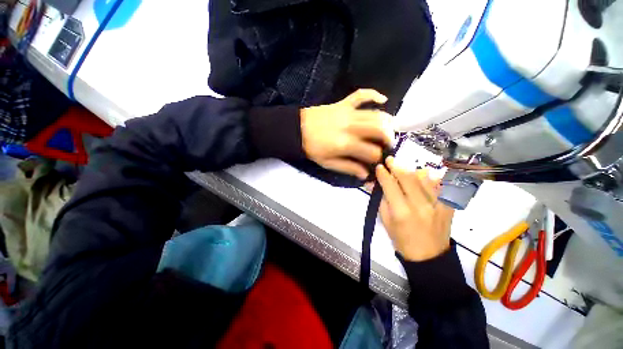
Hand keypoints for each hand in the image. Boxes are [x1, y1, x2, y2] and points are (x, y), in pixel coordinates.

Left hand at [300, 89, 393, 179]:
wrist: (297, 130)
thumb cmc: (312, 149)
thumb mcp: (328, 163)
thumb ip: (348, 168)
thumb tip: (365, 174)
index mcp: (346, 144)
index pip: (371, 151)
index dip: (377, 157)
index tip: (377, 159)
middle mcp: (351, 127)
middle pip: (379, 130)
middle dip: (389, 138)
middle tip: (388, 144)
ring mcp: (348, 113)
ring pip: (375, 114)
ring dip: (387, 122)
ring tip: (388, 129)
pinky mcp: (343, 103)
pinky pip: (361, 95)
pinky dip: (373, 95)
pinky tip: (383, 100)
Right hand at [376, 157, 454, 261]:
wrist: (429, 256)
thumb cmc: (401, 240)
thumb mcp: (386, 221)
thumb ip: (381, 200)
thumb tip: (373, 183)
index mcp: (402, 212)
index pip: (390, 185)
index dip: (383, 174)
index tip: (379, 166)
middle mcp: (421, 205)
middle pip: (408, 177)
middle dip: (396, 166)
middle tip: (390, 159)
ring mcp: (437, 204)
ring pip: (424, 178)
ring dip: (412, 170)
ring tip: (405, 169)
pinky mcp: (448, 205)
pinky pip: (440, 184)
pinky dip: (430, 178)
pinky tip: (424, 178)